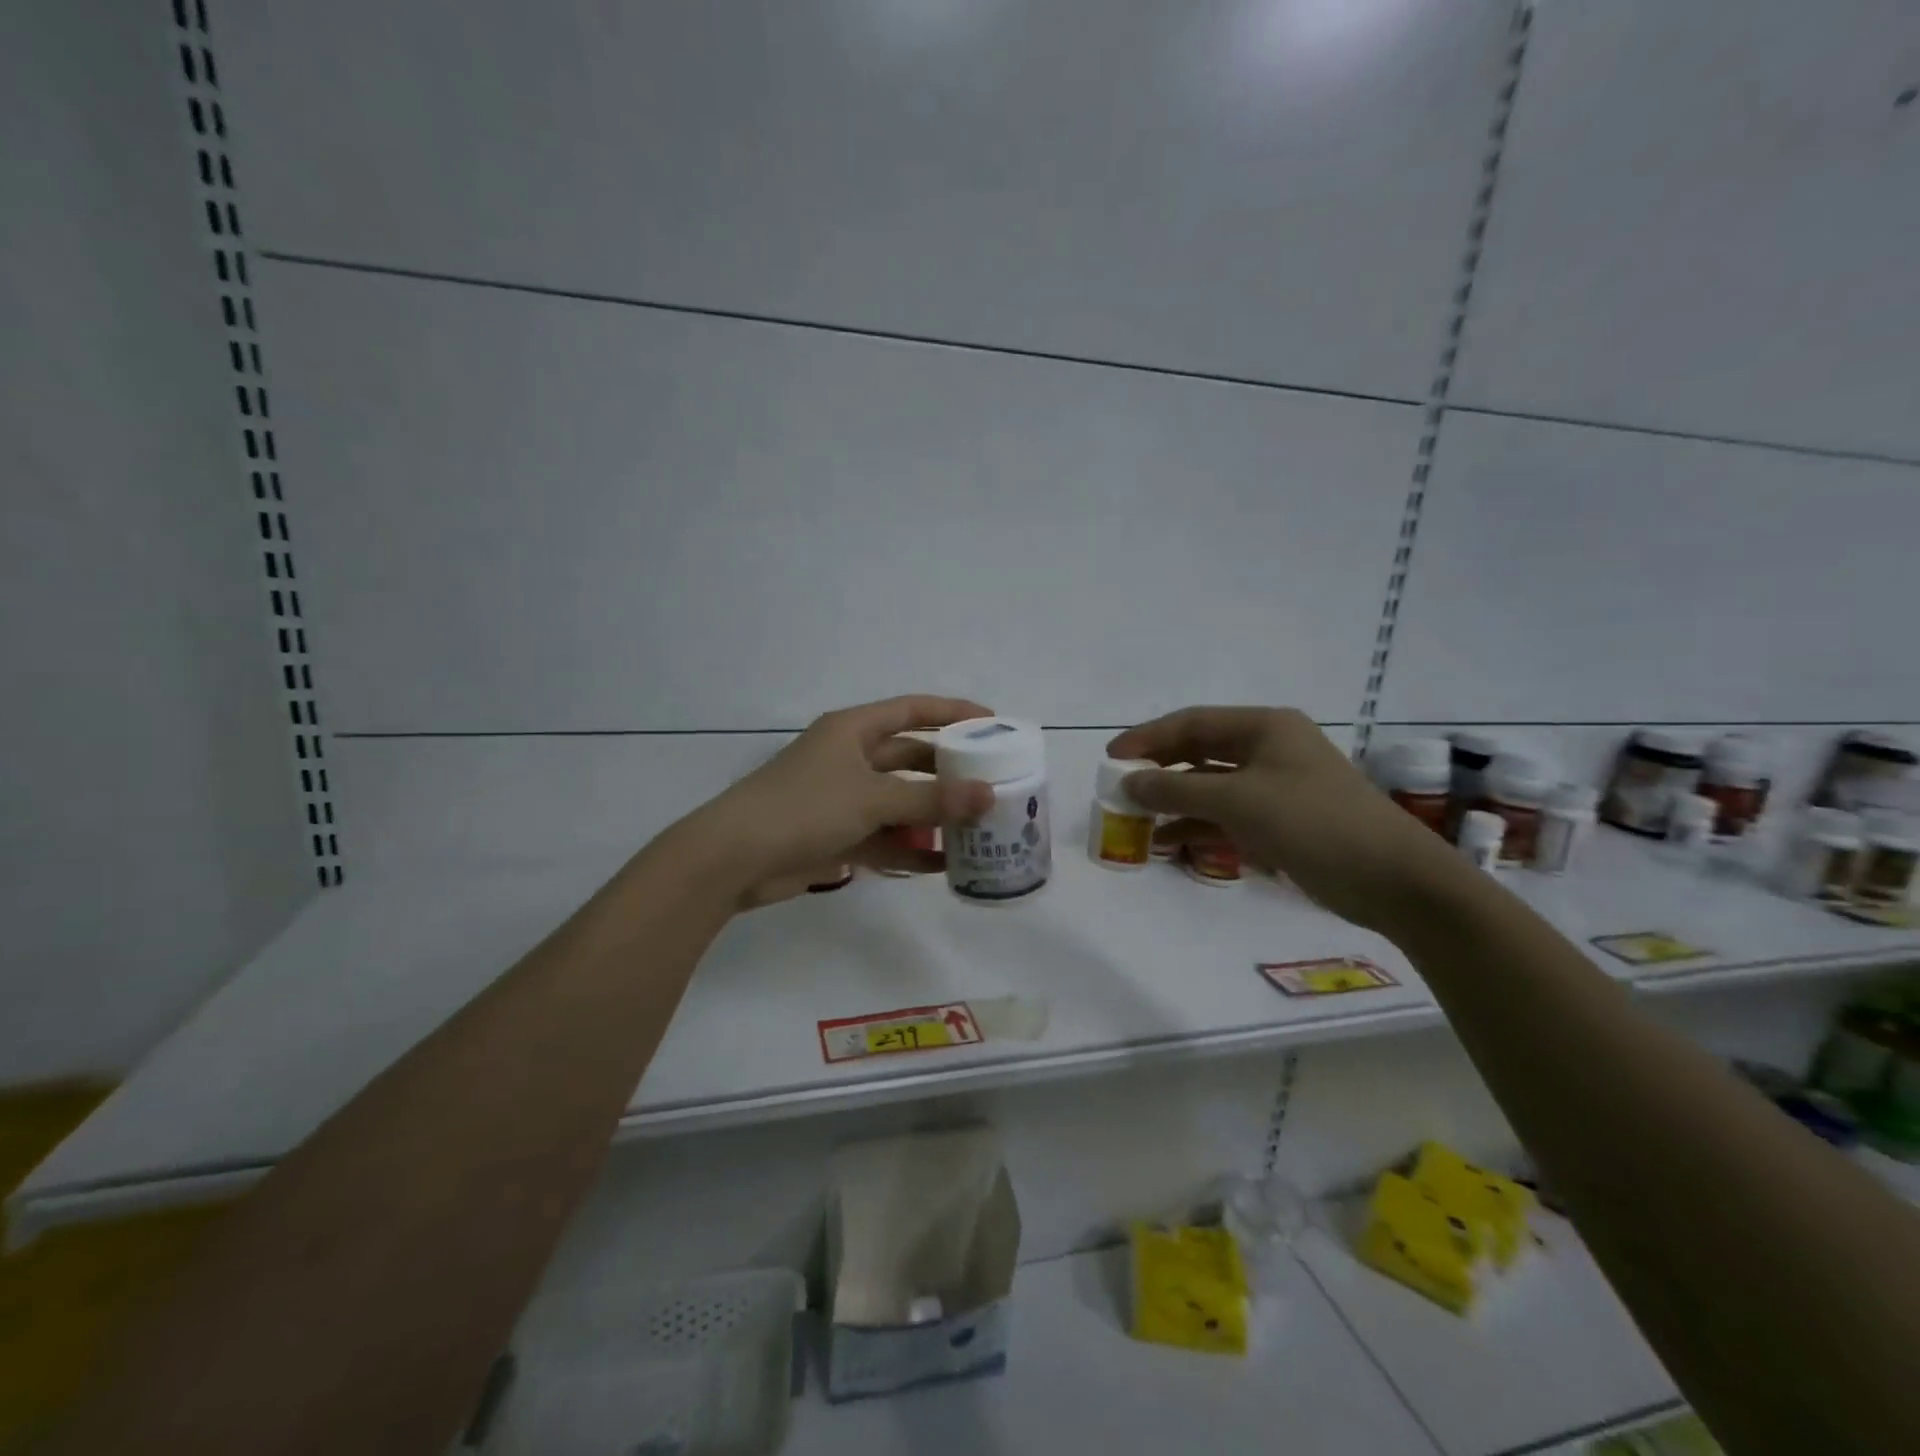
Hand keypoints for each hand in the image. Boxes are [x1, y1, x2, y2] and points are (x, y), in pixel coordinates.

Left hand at [679, 695, 996, 908]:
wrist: (734, 858)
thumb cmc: (805, 808)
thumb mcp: (873, 798)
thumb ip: (931, 799)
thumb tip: (987, 796)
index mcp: (853, 730)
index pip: (912, 710)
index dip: (952, 712)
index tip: (992, 724)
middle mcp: (850, 758)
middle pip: (910, 758)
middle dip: (948, 772)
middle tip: (992, 784)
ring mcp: (842, 798)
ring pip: (899, 802)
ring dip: (933, 816)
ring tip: (977, 829)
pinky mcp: (836, 835)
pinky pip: (884, 837)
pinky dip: (909, 849)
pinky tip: (943, 865)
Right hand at [1108, 707, 1468, 933]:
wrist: (1393, 879)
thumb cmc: (1313, 823)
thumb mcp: (1237, 801)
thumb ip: (1176, 789)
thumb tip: (1127, 783)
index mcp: (1264, 727)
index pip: (1191, 723)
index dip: (1147, 738)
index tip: (1110, 759)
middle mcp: (1269, 748)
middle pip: (1199, 752)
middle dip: (1159, 770)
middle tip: (1119, 789)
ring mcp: (1277, 786)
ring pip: (1211, 786)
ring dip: (1175, 802)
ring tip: (1136, 821)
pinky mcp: (1282, 820)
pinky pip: (1228, 815)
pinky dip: (1198, 826)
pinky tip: (1168, 844)